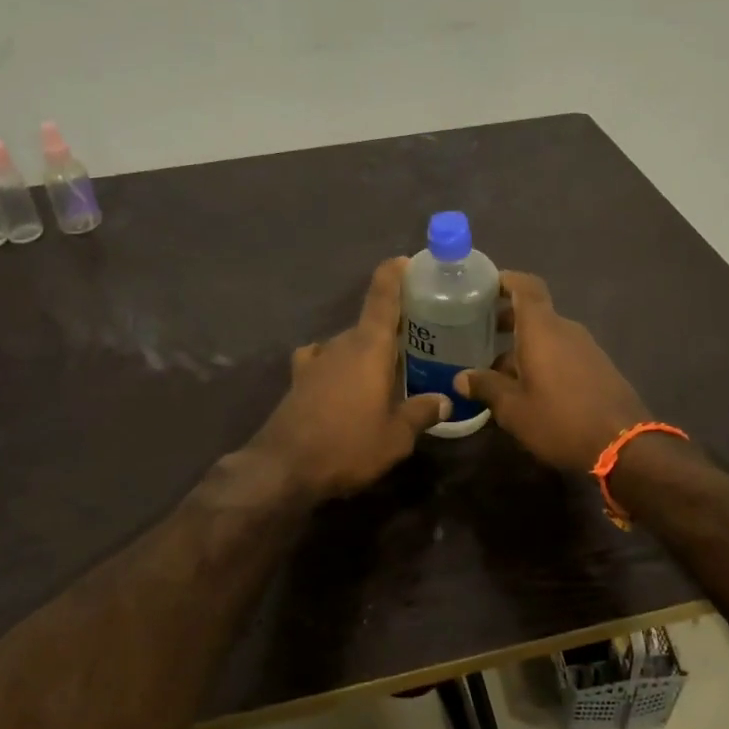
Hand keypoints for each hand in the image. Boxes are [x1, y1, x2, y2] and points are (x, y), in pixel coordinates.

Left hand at [249, 258, 451, 499]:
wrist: (283, 467)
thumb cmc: (348, 445)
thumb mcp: (396, 437)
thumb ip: (421, 413)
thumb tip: (444, 400)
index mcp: (369, 347)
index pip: (382, 297)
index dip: (394, 274)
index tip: (406, 261)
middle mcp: (341, 344)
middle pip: (370, 324)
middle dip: (393, 328)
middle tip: (419, 340)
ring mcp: (316, 359)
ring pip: (349, 344)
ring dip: (367, 351)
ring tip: (387, 369)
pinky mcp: (299, 378)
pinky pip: (325, 360)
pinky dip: (339, 365)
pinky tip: (344, 382)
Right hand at [455, 271, 650, 472]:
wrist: (625, 446)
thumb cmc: (560, 419)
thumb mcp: (513, 409)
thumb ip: (486, 387)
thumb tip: (460, 378)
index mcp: (542, 329)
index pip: (526, 286)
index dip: (505, 280)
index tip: (484, 287)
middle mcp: (565, 330)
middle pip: (533, 314)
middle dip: (506, 321)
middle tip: (478, 336)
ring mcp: (586, 348)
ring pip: (547, 337)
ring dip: (522, 347)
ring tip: (496, 372)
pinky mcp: (598, 368)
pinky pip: (562, 353)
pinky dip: (542, 360)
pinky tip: (527, 389)